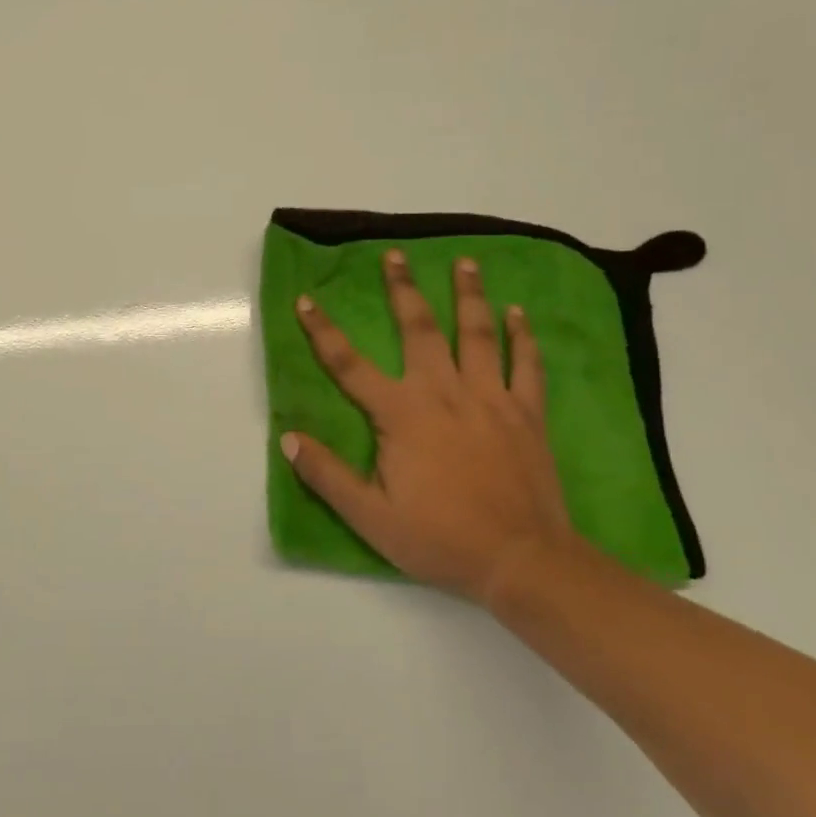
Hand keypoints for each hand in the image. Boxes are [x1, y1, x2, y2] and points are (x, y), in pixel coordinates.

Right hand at [281, 249, 573, 605]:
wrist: (522, 561)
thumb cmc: (440, 539)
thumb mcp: (370, 517)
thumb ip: (328, 475)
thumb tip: (289, 438)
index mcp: (402, 414)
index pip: (350, 365)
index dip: (323, 331)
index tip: (307, 300)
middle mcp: (444, 393)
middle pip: (419, 330)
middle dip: (404, 290)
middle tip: (397, 255)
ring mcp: (490, 399)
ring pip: (476, 334)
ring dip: (469, 295)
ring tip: (465, 261)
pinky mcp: (527, 414)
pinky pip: (526, 365)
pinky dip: (522, 336)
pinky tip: (518, 312)